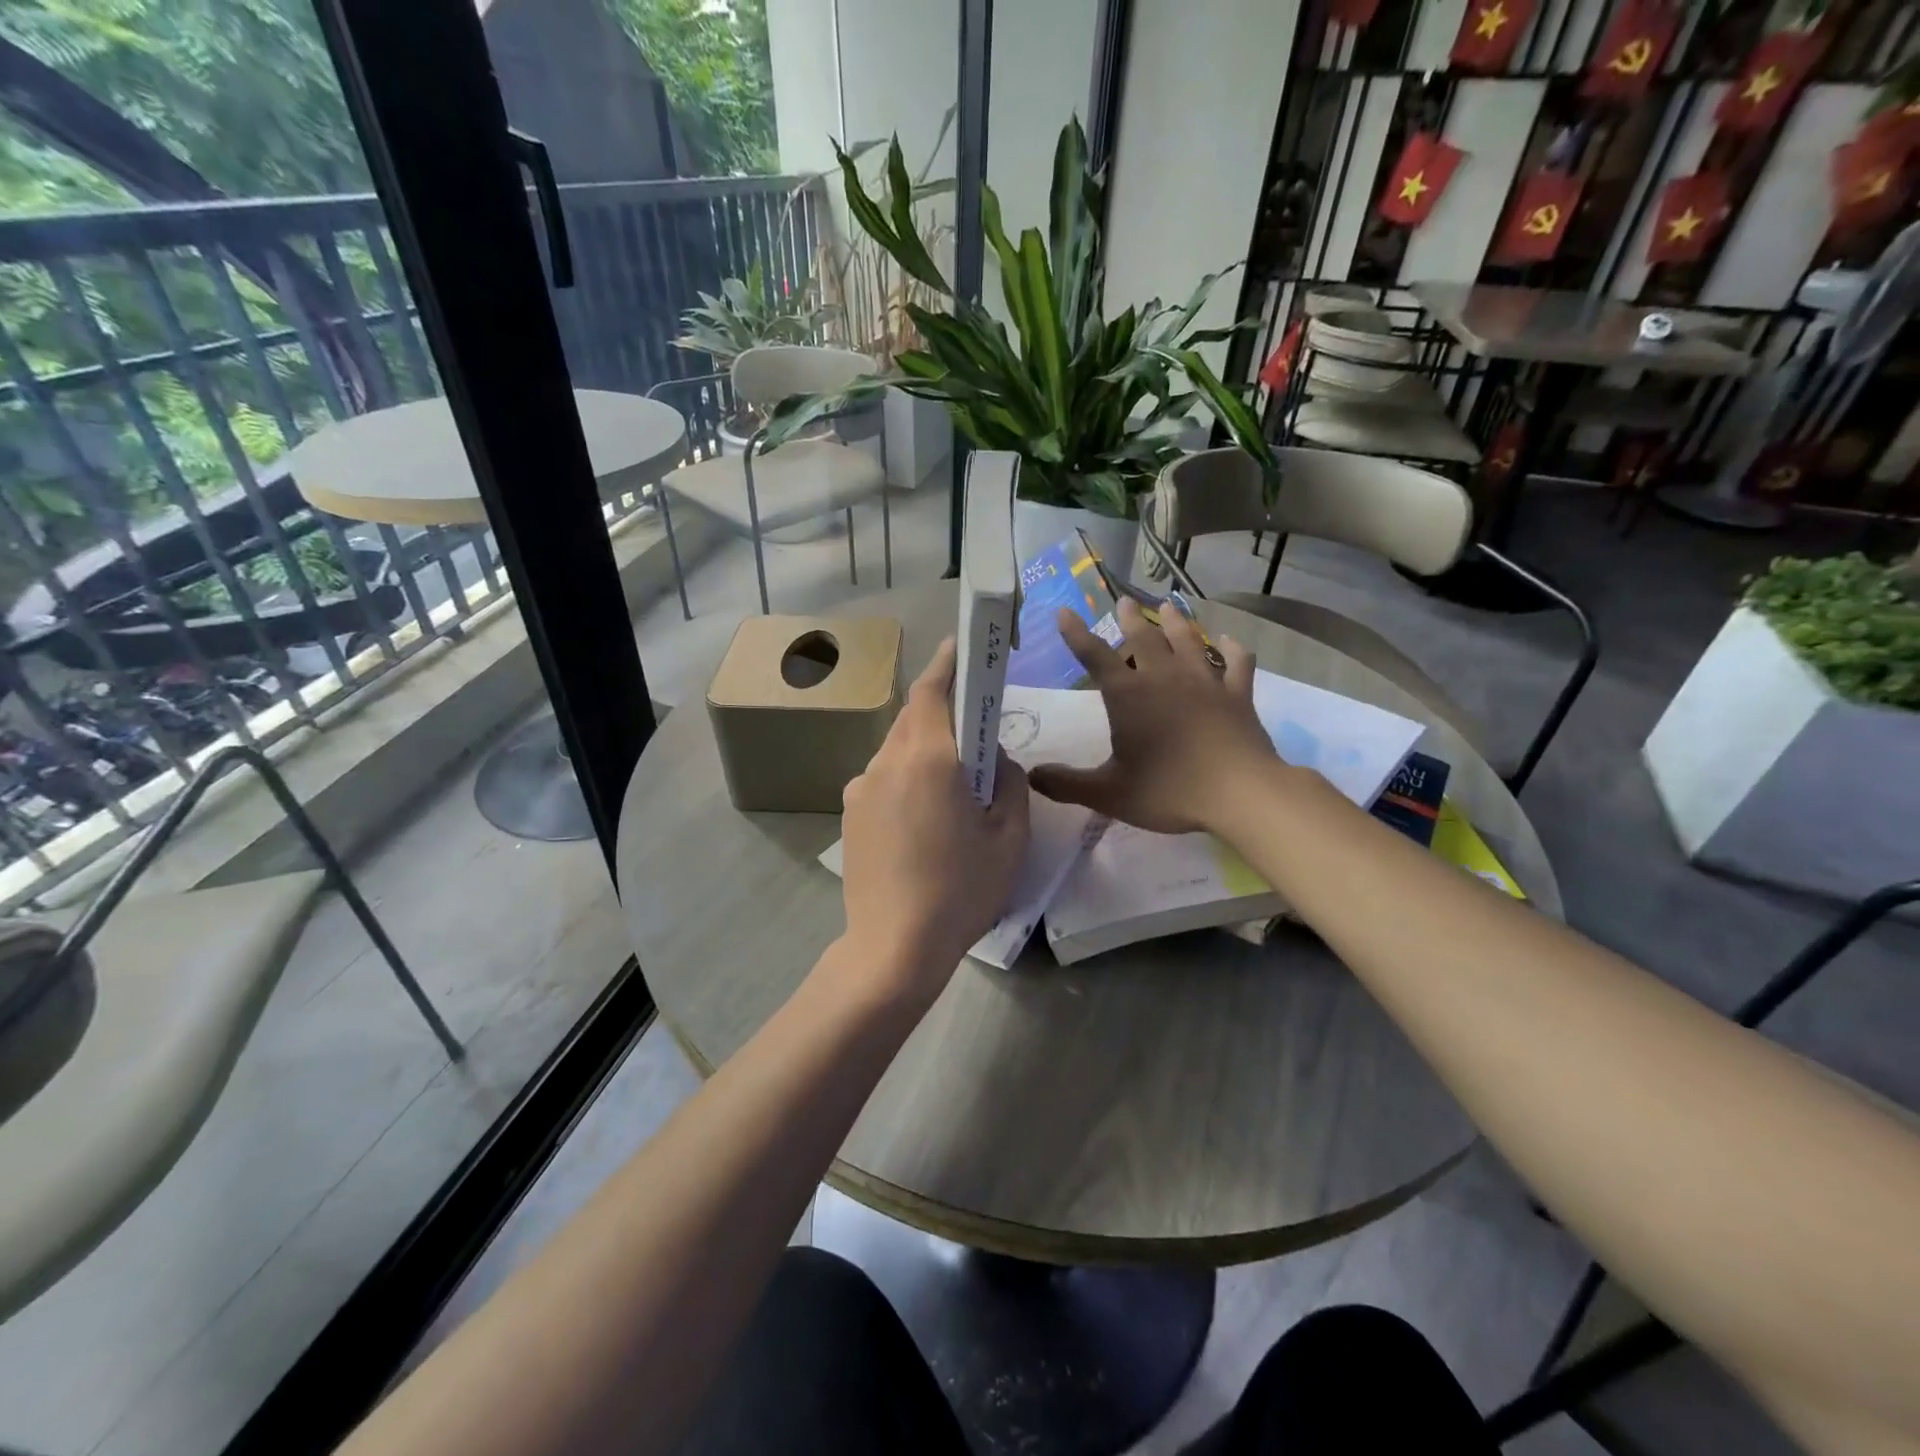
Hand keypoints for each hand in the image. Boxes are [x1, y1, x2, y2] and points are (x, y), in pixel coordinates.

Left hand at [837, 638, 1030, 1002]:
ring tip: (954, 788)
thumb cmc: (960, 891)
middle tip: (975, 731)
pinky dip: (908, 779)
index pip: (932, 690)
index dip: (947, 663)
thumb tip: (994, 759)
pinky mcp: (849, 815)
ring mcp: (860, 788)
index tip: (963, 647)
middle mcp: (885, 762)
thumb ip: (1008, 781)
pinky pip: (884, 779)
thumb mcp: (1009, 836)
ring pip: (898, 749)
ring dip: (926, 750)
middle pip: (913, 717)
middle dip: (942, 712)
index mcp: (927, 758)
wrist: (892, 948)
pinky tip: (925, 821)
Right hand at [1030, 598, 1274, 834]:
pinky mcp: (1238, 695)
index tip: (1065, 612)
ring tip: (1167, 606)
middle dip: (1130, 619)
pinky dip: (1232, 649)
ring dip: (1175, 623)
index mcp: (1129, 697)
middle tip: (1123, 601)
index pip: (1095, 657)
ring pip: (1188, 641)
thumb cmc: (1169, 791)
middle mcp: (1164, 678)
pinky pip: (1236, 663)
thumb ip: (1067, 784)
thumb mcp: (1109, 794)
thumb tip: (1032, 776)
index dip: (1077, 634)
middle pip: (1144, 639)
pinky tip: (1228, 641)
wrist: (1240, 793)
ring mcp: (1205, 683)